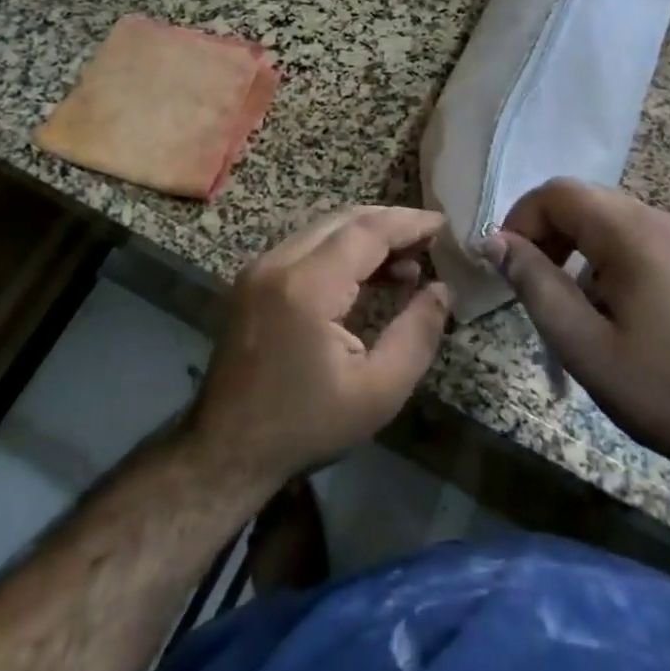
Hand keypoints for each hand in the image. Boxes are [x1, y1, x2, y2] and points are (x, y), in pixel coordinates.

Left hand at [188, 206, 453, 490]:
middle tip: (429, 242)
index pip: (366, 231)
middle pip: (343, 220)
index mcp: (307, 287)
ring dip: (366, 235)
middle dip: (390, 223)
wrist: (226, 450)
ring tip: (407, 262)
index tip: (442, 224)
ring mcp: (260, 268)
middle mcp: (278, 263)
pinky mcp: (252, 279)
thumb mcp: (378, 391)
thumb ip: (417, 334)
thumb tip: (443, 289)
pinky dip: (340, 249)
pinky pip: (305, 245)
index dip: (408, 223)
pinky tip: (366, 275)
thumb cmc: (307, 426)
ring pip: (323, 228)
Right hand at [490, 179, 669, 486]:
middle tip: (529, 286)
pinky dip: (602, 258)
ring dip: (572, 247)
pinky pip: (632, 238)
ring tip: (564, 302)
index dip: (520, 220)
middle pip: (582, 201)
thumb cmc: (664, 391)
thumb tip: (492, 241)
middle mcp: (658, 218)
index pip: (558, 193)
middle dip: (544, 234)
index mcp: (632, 232)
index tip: (505, 267)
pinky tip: (606, 308)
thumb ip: (534, 284)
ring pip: (605, 219)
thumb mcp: (583, 344)